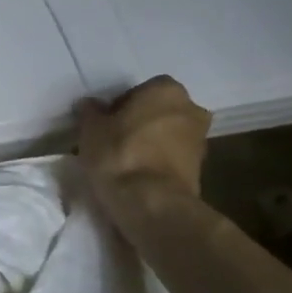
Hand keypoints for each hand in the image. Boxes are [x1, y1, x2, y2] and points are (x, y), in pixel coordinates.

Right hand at [76, 76, 212, 221]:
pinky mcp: (201, 169)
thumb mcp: (91, 130)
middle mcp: (191, 108)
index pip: (138, 91)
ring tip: (122, 162)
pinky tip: (136, 176)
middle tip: (111, 141)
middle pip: (156, 112)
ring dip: (148, 144)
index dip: (117, 107)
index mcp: (166, 89)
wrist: (152, 203)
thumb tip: (90, 105)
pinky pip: (171, 158)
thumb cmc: (119, 155)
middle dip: (137, 123)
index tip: (103, 125)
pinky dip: (157, 162)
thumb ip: (90, 112)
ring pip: (165, 135)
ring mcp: (200, 139)